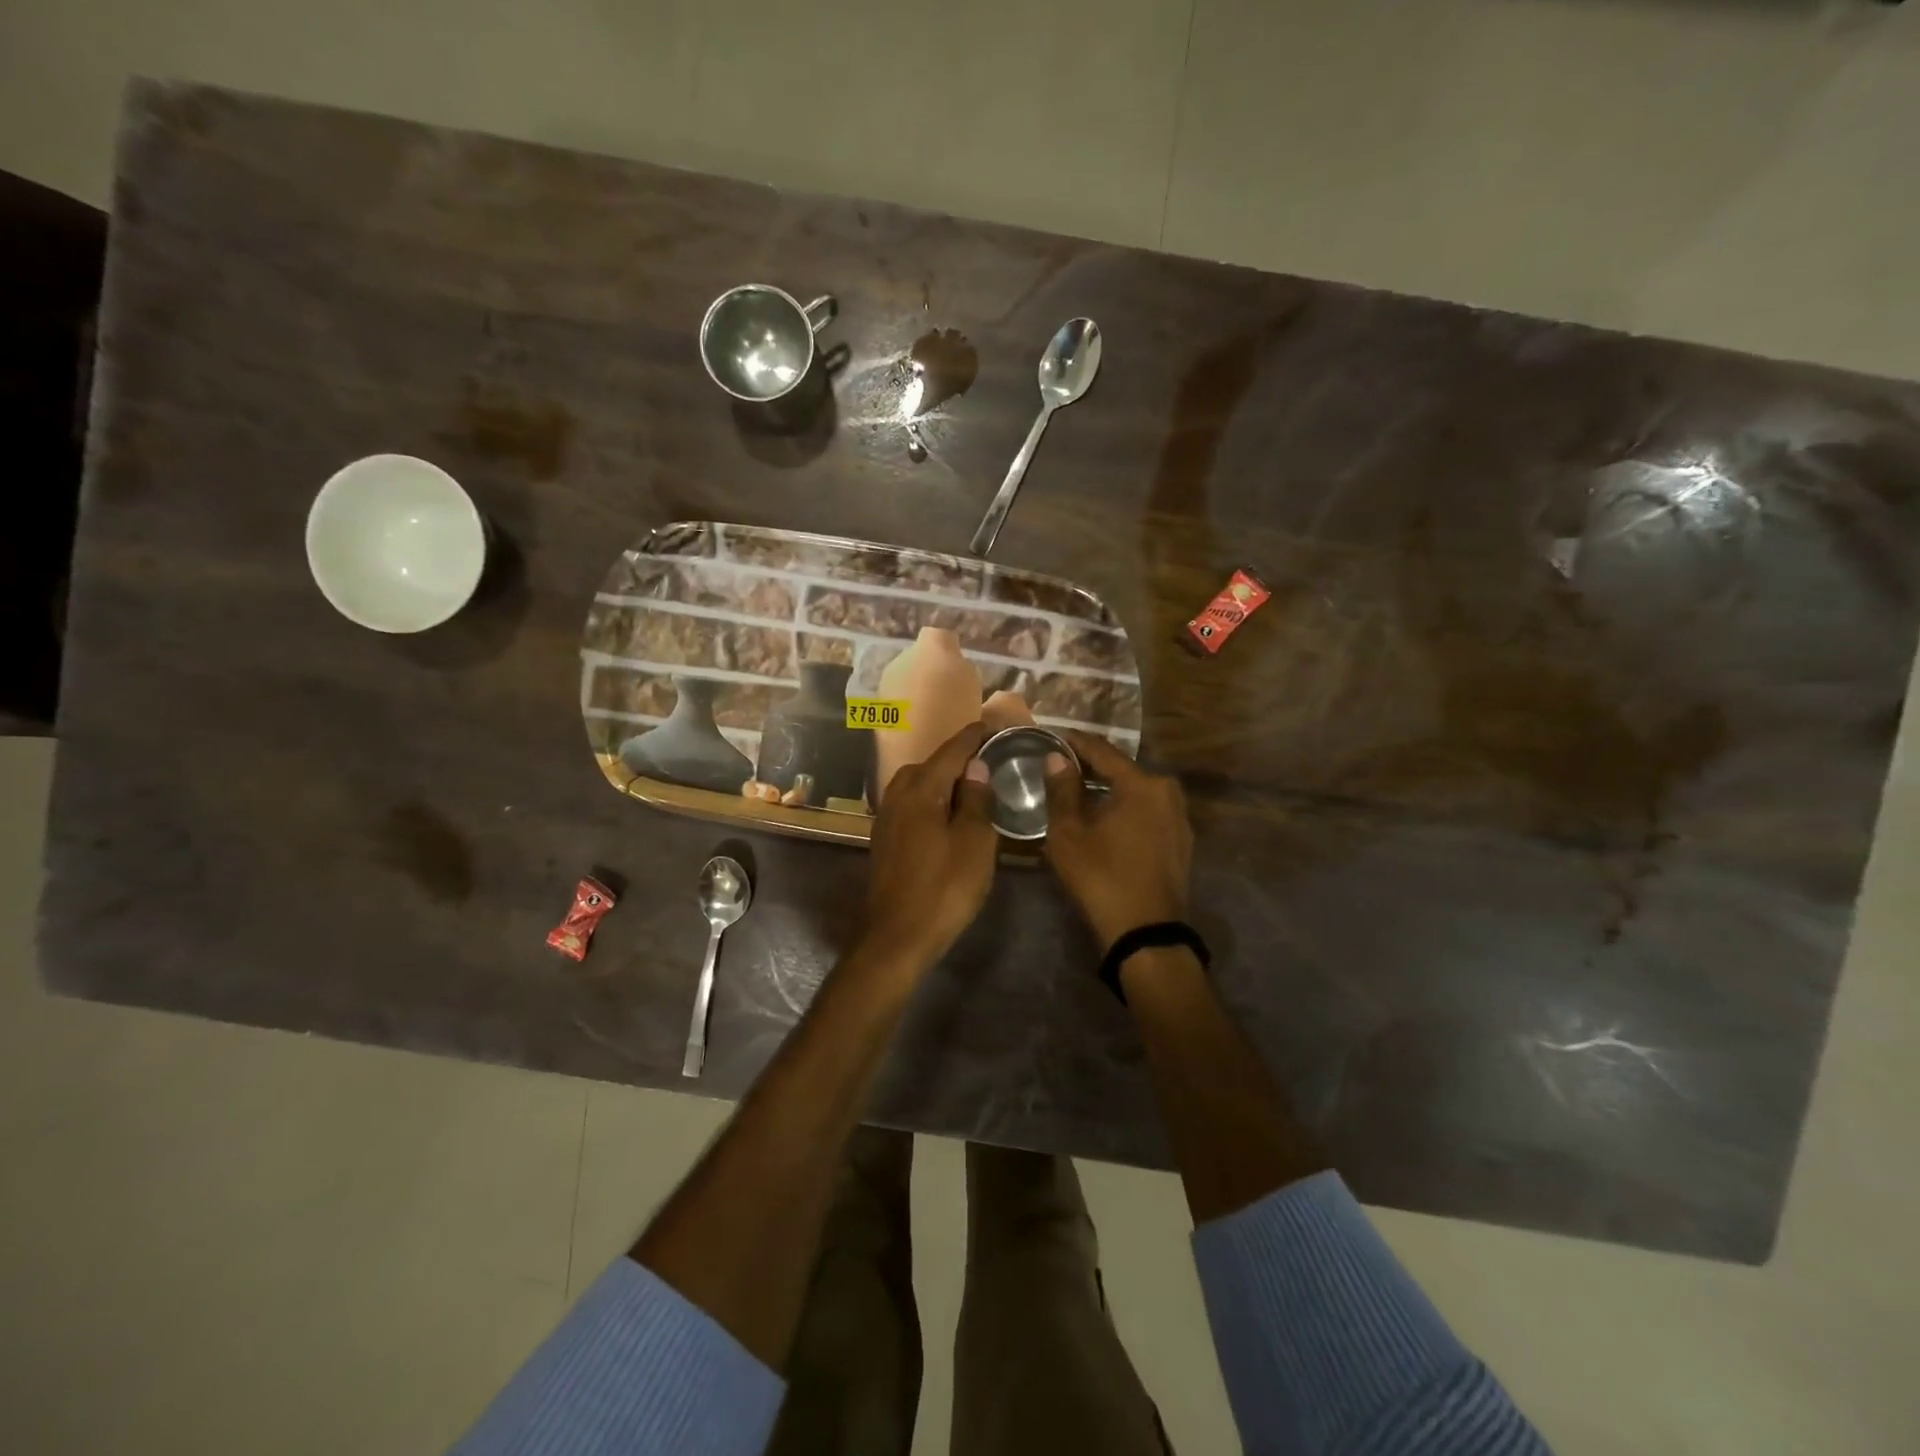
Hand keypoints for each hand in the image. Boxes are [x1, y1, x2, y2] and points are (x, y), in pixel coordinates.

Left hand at [862, 721, 997, 966]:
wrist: (898, 937)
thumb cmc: (944, 888)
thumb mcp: (974, 842)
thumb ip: (976, 800)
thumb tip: (976, 767)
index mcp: (920, 790)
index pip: (950, 751)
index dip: (972, 737)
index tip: (991, 725)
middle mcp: (898, 796)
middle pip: (930, 765)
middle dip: (957, 758)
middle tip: (987, 760)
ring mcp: (887, 818)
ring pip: (917, 785)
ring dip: (942, 781)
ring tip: (970, 787)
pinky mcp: (885, 840)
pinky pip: (911, 805)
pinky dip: (931, 800)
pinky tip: (947, 815)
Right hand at [1044, 732, 1192, 950]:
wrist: (1145, 932)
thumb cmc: (1101, 877)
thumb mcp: (1069, 833)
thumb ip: (1062, 790)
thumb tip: (1057, 758)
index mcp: (1142, 784)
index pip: (1103, 752)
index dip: (1076, 743)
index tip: (1054, 736)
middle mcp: (1168, 793)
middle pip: (1123, 771)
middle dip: (1092, 767)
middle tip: (1063, 766)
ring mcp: (1180, 819)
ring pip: (1137, 793)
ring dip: (1110, 790)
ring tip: (1080, 792)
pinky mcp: (1181, 842)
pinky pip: (1147, 813)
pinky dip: (1126, 809)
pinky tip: (1106, 819)